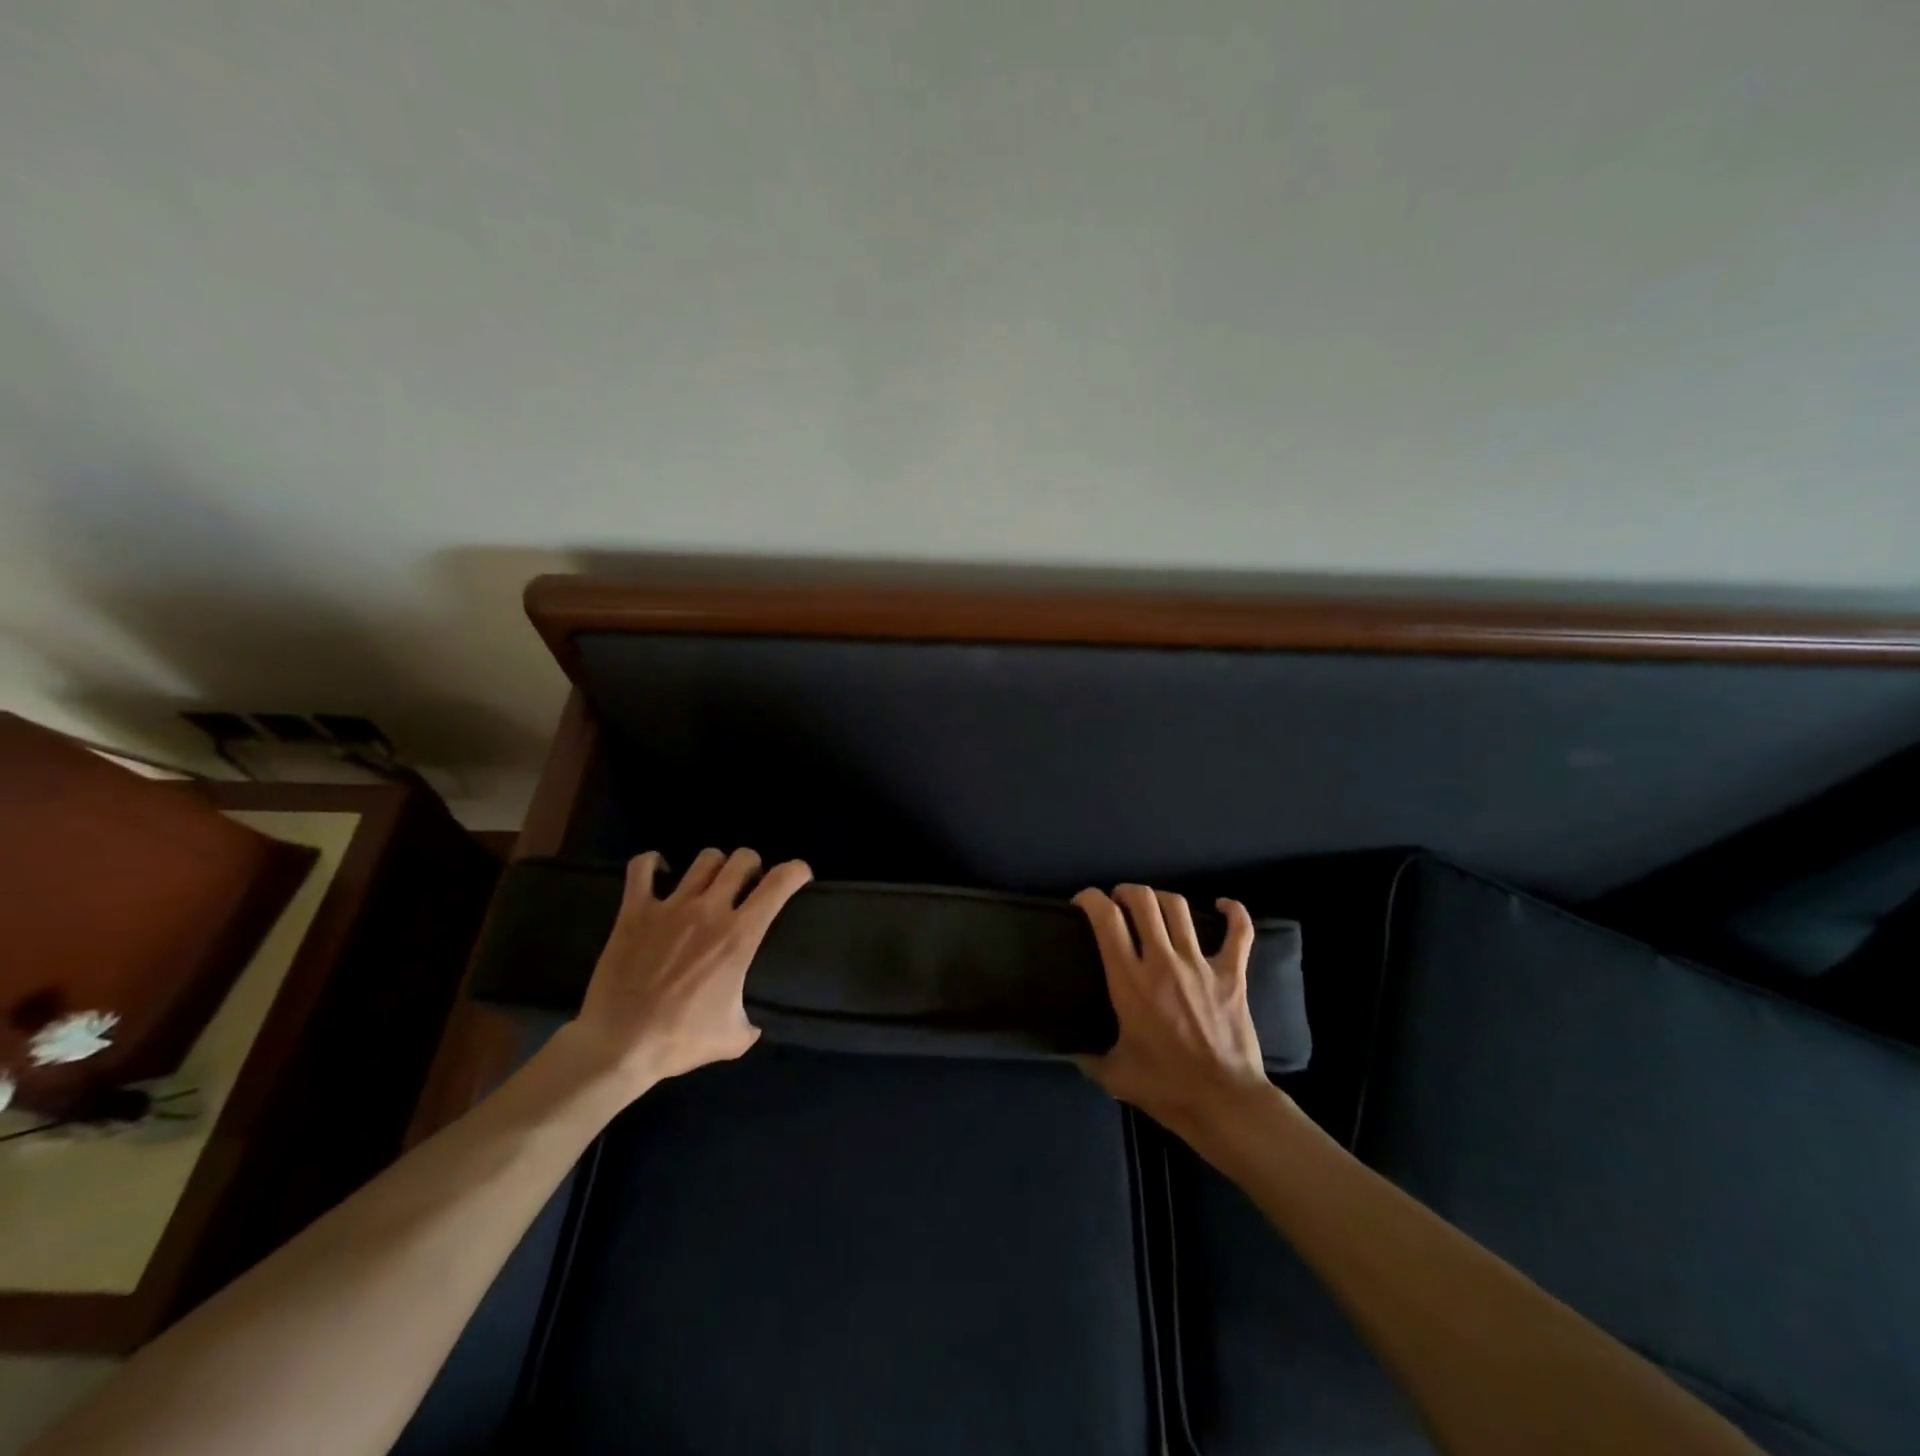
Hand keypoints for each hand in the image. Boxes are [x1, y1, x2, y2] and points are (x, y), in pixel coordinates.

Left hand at [566, 847, 811, 1095]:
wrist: (619, 1046)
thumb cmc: (680, 1041)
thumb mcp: (733, 1038)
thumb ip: (750, 1023)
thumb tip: (753, 1025)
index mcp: (739, 936)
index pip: (779, 884)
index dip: (796, 871)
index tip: (799, 875)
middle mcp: (709, 910)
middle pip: (742, 859)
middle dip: (752, 866)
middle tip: (748, 884)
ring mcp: (670, 906)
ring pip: (704, 859)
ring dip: (714, 866)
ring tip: (710, 883)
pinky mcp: (634, 911)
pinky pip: (643, 867)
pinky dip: (653, 863)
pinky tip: (660, 873)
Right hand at [1072, 884, 1267, 1131]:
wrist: (1224, 1103)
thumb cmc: (1165, 1088)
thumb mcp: (1114, 1075)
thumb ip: (1087, 1057)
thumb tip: (1070, 1050)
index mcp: (1129, 981)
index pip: (1106, 919)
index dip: (1090, 899)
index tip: (1083, 903)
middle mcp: (1163, 961)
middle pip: (1143, 901)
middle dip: (1126, 892)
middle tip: (1119, 903)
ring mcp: (1200, 964)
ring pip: (1179, 908)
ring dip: (1162, 899)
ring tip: (1154, 906)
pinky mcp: (1232, 974)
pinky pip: (1239, 932)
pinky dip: (1233, 913)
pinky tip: (1223, 905)